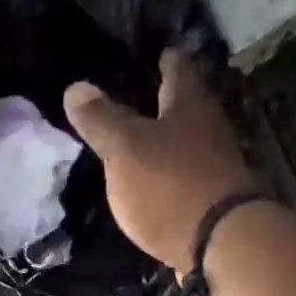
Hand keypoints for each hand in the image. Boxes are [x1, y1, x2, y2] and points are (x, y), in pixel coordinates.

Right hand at [63, 50, 258, 272]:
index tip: (158, 52)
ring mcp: (216, 165)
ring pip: (189, 141)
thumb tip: (76, 87)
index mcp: (188, 105)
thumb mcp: (125, 149)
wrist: (219, 242)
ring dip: (170, 139)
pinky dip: (171, 173)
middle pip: (188, 105)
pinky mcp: (214, 200)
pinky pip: (188, 176)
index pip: (178, 68)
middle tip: (144, 95)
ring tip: (143, 140)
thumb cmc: (169, 185)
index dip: (166, 59)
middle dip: (168, 100)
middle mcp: (209, 128)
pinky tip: (155, 182)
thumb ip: (102, 121)